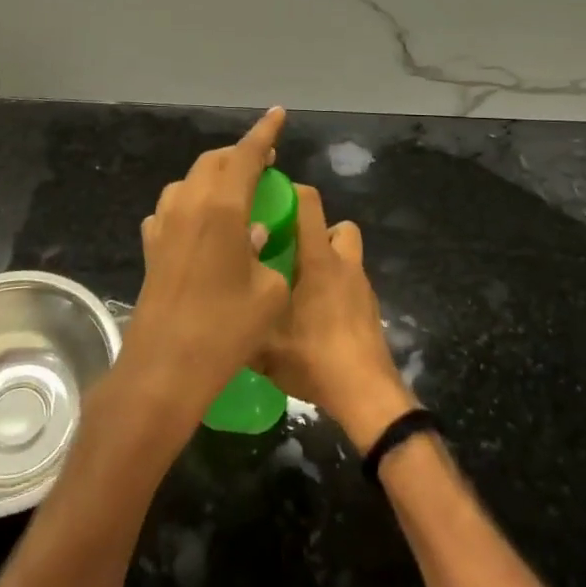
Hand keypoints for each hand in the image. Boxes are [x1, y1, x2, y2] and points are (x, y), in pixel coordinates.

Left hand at [117, 107, 292, 427]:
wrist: (164, 369)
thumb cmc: (225, 331)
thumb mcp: (268, 292)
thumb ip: (267, 252)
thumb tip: (253, 233)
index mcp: (222, 207)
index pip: (246, 155)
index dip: (264, 132)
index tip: (278, 114)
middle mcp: (189, 205)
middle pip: (214, 161)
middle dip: (239, 155)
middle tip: (264, 164)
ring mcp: (164, 224)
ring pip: (189, 181)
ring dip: (213, 177)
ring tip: (234, 193)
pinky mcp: (150, 247)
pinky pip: (171, 209)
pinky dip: (190, 205)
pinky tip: (199, 226)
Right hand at [255, 185, 416, 453]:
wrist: (366, 394)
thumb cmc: (315, 357)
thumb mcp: (264, 344)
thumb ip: (243, 318)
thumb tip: (216, 304)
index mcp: (319, 259)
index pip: (309, 203)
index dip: (291, 192)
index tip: (268, 200)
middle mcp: (344, 264)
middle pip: (336, 226)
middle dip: (314, 231)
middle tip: (287, 251)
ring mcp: (361, 287)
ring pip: (346, 256)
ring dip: (326, 261)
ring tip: (298, 286)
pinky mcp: (369, 310)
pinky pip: (350, 284)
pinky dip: (335, 289)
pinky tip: (315, 317)